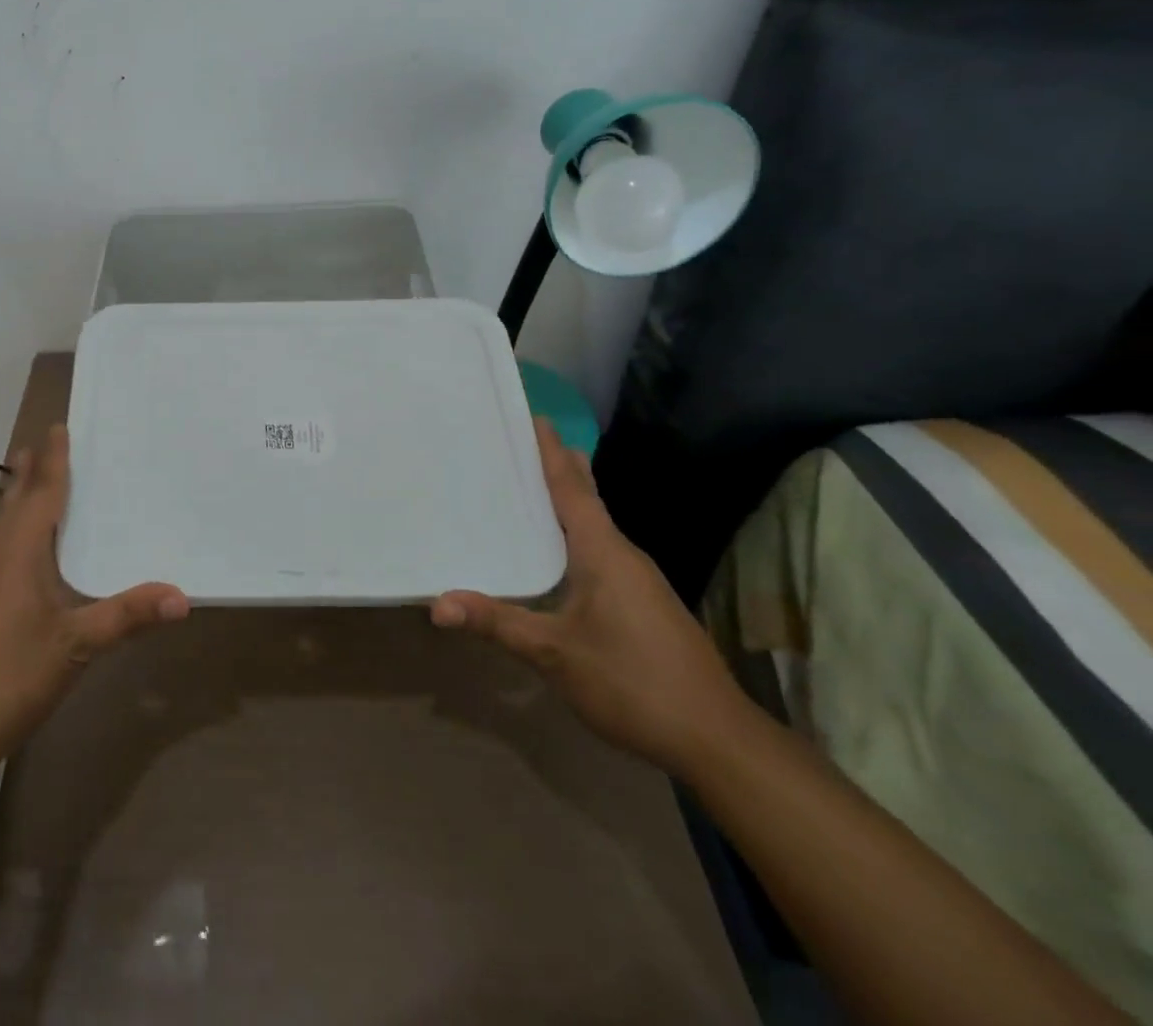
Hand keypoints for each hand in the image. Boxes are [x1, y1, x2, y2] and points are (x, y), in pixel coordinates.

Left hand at [0, 424, 188, 798]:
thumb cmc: (8, 676)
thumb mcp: (75, 646)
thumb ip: (127, 616)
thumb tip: (183, 598)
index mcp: (16, 548)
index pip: (42, 490)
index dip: (53, 458)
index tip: (57, 426)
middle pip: (12, 499)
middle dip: (28, 471)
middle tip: (42, 443)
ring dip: (15, 502)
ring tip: (31, 488)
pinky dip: (7, 534)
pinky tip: (16, 557)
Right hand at [430, 421, 751, 774]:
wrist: (718, 739)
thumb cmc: (633, 682)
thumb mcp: (555, 653)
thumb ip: (497, 623)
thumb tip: (436, 604)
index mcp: (603, 552)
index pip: (572, 488)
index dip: (551, 452)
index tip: (535, 417)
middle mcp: (623, 555)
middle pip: (588, 498)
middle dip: (561, 467)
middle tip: (528, 440)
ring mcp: (639, 580)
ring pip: (596, 526)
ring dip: (568, 500)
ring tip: (533, 485)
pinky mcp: (644, 603)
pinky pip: (602, 550)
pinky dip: (576, 533)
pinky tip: (559, 551)